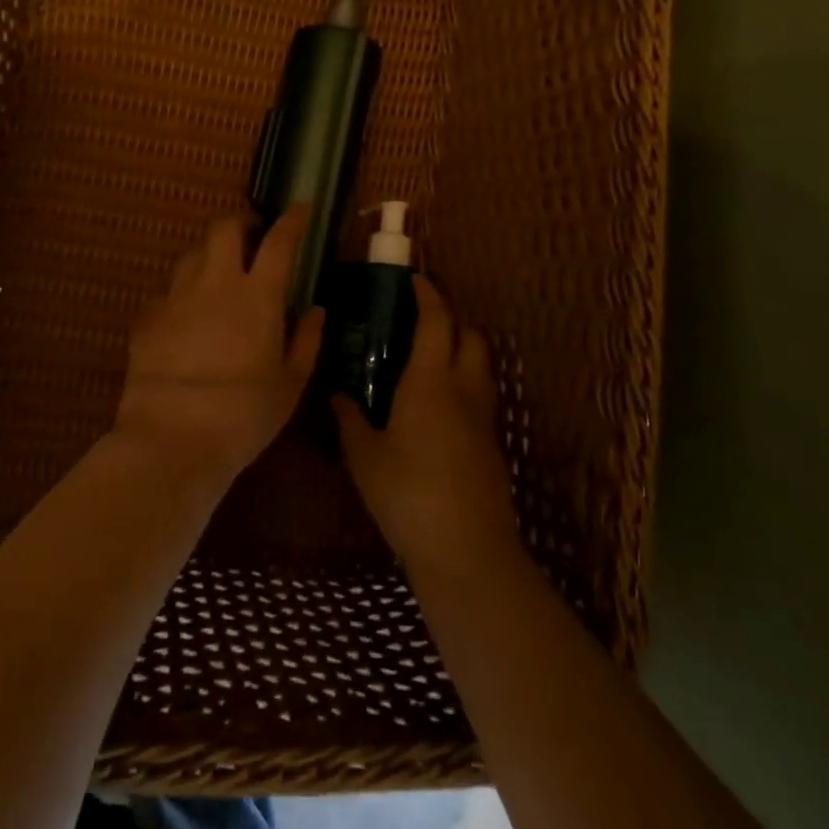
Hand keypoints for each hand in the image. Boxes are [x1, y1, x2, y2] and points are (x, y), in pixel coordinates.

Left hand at [116, 207, 324, 486]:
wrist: (173, 438)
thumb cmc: (244, 414)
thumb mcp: (290, 384)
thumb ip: (306, 340)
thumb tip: (316, 310)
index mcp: (258, 296)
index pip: (279, 241)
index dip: (291, 220)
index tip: (300, 208)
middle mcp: (215, 284)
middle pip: (223, 229)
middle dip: (240, 221)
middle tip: (252, 235)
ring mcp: (176, 298)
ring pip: (191, 255)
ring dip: (209, 254)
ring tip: (219, 273)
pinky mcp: (147, 318)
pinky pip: (167, 292)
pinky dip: (182, 293)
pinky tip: (187, 316)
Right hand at [333, 276, 520, 576]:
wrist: (466, 549)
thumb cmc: (406, 494)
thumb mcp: (364, 456)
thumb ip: (349, 419)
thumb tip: (337, 395)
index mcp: (429, 381)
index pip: (436, 321)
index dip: (428, 295)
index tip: (414, 280)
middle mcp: (463, 389)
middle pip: (470, 335)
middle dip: (451, 318)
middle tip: (420, 319)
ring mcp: (483, 418)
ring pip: (481, 365)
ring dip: (461, 350)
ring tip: (428, 358)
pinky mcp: (491, 444)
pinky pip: (480, 396)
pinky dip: (464, 384)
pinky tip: (438, 407)